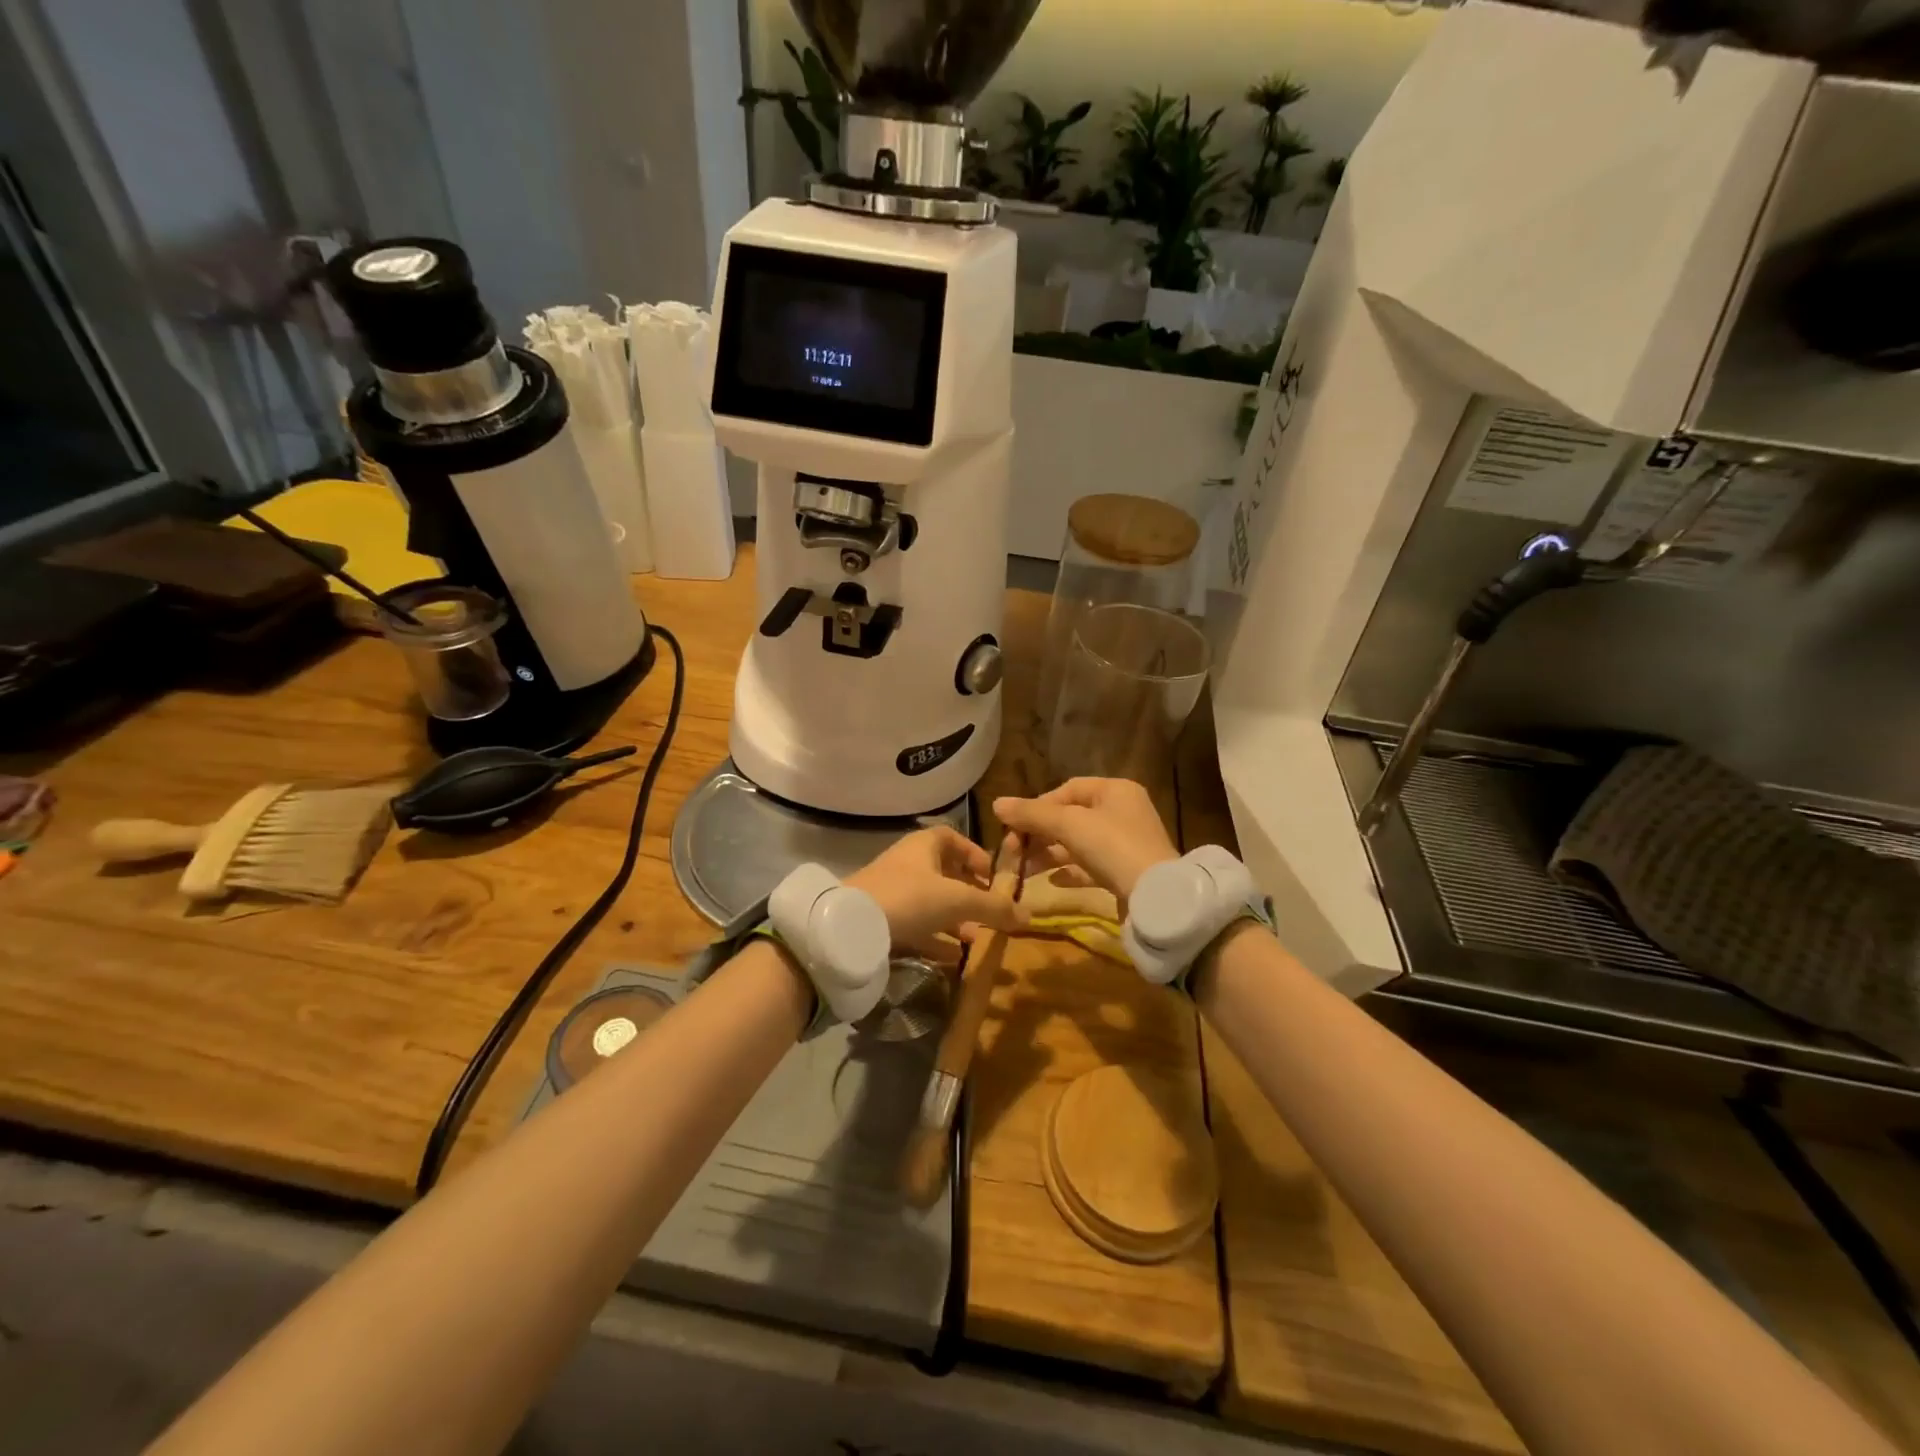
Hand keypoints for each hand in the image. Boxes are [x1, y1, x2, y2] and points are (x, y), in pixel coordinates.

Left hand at [845, 826, 1025, 959]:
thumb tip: (1028, 915)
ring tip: (977, 938)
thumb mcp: (959, 900)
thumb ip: (994, 907)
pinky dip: (935, 938)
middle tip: (990, 912)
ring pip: (931, 902)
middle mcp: (908, 863)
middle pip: (944, 873)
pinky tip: (953, 958)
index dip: (976, 855)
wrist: (852, 926)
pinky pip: (916, 926)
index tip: (994, 877)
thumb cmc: (910, 897)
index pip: (954, 839)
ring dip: (954, 918)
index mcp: (924, 845)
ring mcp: (893, 891)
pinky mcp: (882, 919)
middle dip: (969, 893)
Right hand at [993, 778, 1178, 900]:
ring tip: (1023, 870)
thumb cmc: (1113, 847)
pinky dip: (1070, 871)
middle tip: (1013, 851)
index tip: (1015, 826)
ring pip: (1078, 843)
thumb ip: (1032, 814)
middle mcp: (1123, 812)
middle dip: (1039, 833)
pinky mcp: (1126, 872)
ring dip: (1049, 854)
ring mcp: (1126, 844)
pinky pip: (1091, 866)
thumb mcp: (1069, 825)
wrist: (1156, 898)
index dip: (1038, 806)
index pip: (1068, 789)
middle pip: (1071, 817)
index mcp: (1115, 790)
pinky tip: (1051, 881)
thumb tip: (996, 804)